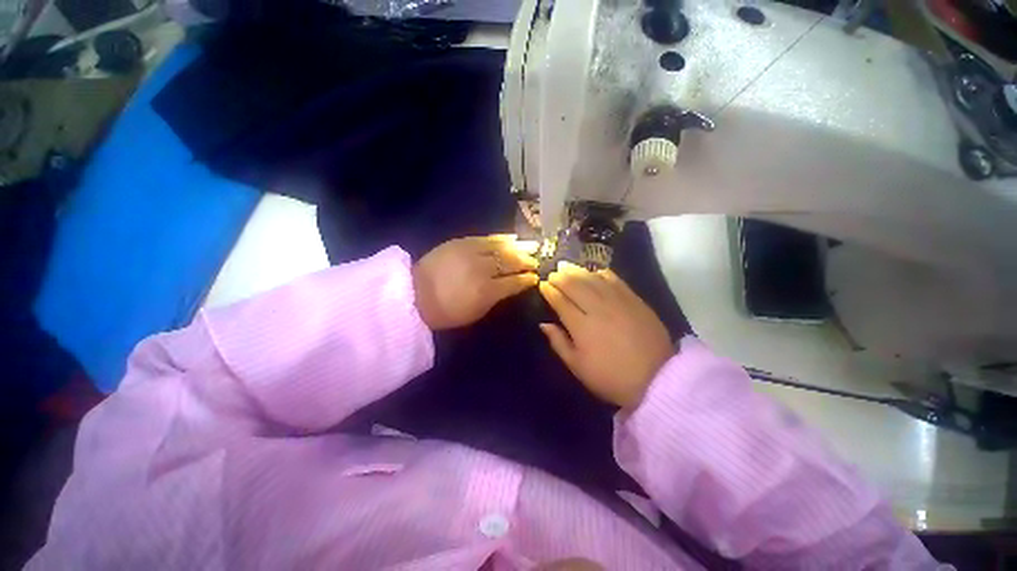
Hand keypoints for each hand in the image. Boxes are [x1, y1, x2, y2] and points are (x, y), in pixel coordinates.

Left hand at [413, 235, 539, 329]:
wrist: (414, 294)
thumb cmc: (446, 311)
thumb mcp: (476, 312)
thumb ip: (497, 298)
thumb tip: (514, 285)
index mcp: (486, 292)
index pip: (514, 282)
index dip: (527, 279)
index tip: (535, 278)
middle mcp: (482, 269)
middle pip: (510, 262)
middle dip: (526, 261)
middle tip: (536, 261)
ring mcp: (471, 252)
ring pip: (502, 247)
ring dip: (519, 247)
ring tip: (532, 246)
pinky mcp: (461, 242)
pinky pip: (487, 238)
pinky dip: (502, 238)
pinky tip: (512, 238)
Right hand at [539, 262, 673, 408]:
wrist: (657, 378)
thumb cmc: (611, 377)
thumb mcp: (578, 367)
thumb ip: (558, 343)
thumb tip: (543, 324)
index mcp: (581, 327)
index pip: (560, 301)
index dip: (549, 291)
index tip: (542, 285)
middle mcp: (597, 308)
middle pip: (574, 285)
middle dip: (560, 277)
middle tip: (553, 274)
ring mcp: (617, 301)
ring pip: (592, 278)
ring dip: (577, 271)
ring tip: (567, 268)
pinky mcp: (634, 299)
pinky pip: (614, 279)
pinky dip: (600, 273)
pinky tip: (594, 272)